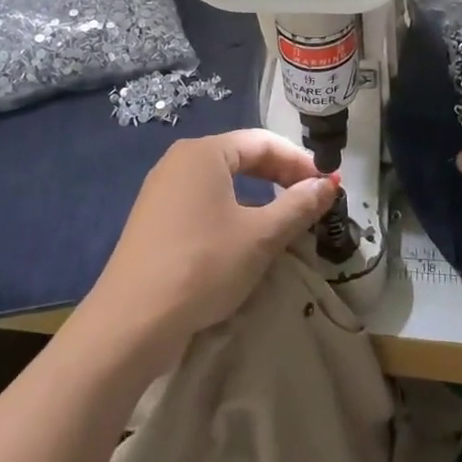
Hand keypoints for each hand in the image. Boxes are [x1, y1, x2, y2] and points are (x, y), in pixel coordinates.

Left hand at [83, 130, 338, 362]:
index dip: (299, 160)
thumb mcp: (260, 237)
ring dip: (258, 194)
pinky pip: (203, 200)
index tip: (328, 184)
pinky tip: (246, 235)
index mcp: (204, 152)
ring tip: (285, 217)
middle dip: (279, 175)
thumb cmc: (203, 265)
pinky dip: (232, 209)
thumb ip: (297, 206)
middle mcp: (179, 161)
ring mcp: (162, 189)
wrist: (133, 320)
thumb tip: (328, 185)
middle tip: (312, 199)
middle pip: (241, 156)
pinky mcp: (155, 219)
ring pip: (222, 180)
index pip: (262, 141)